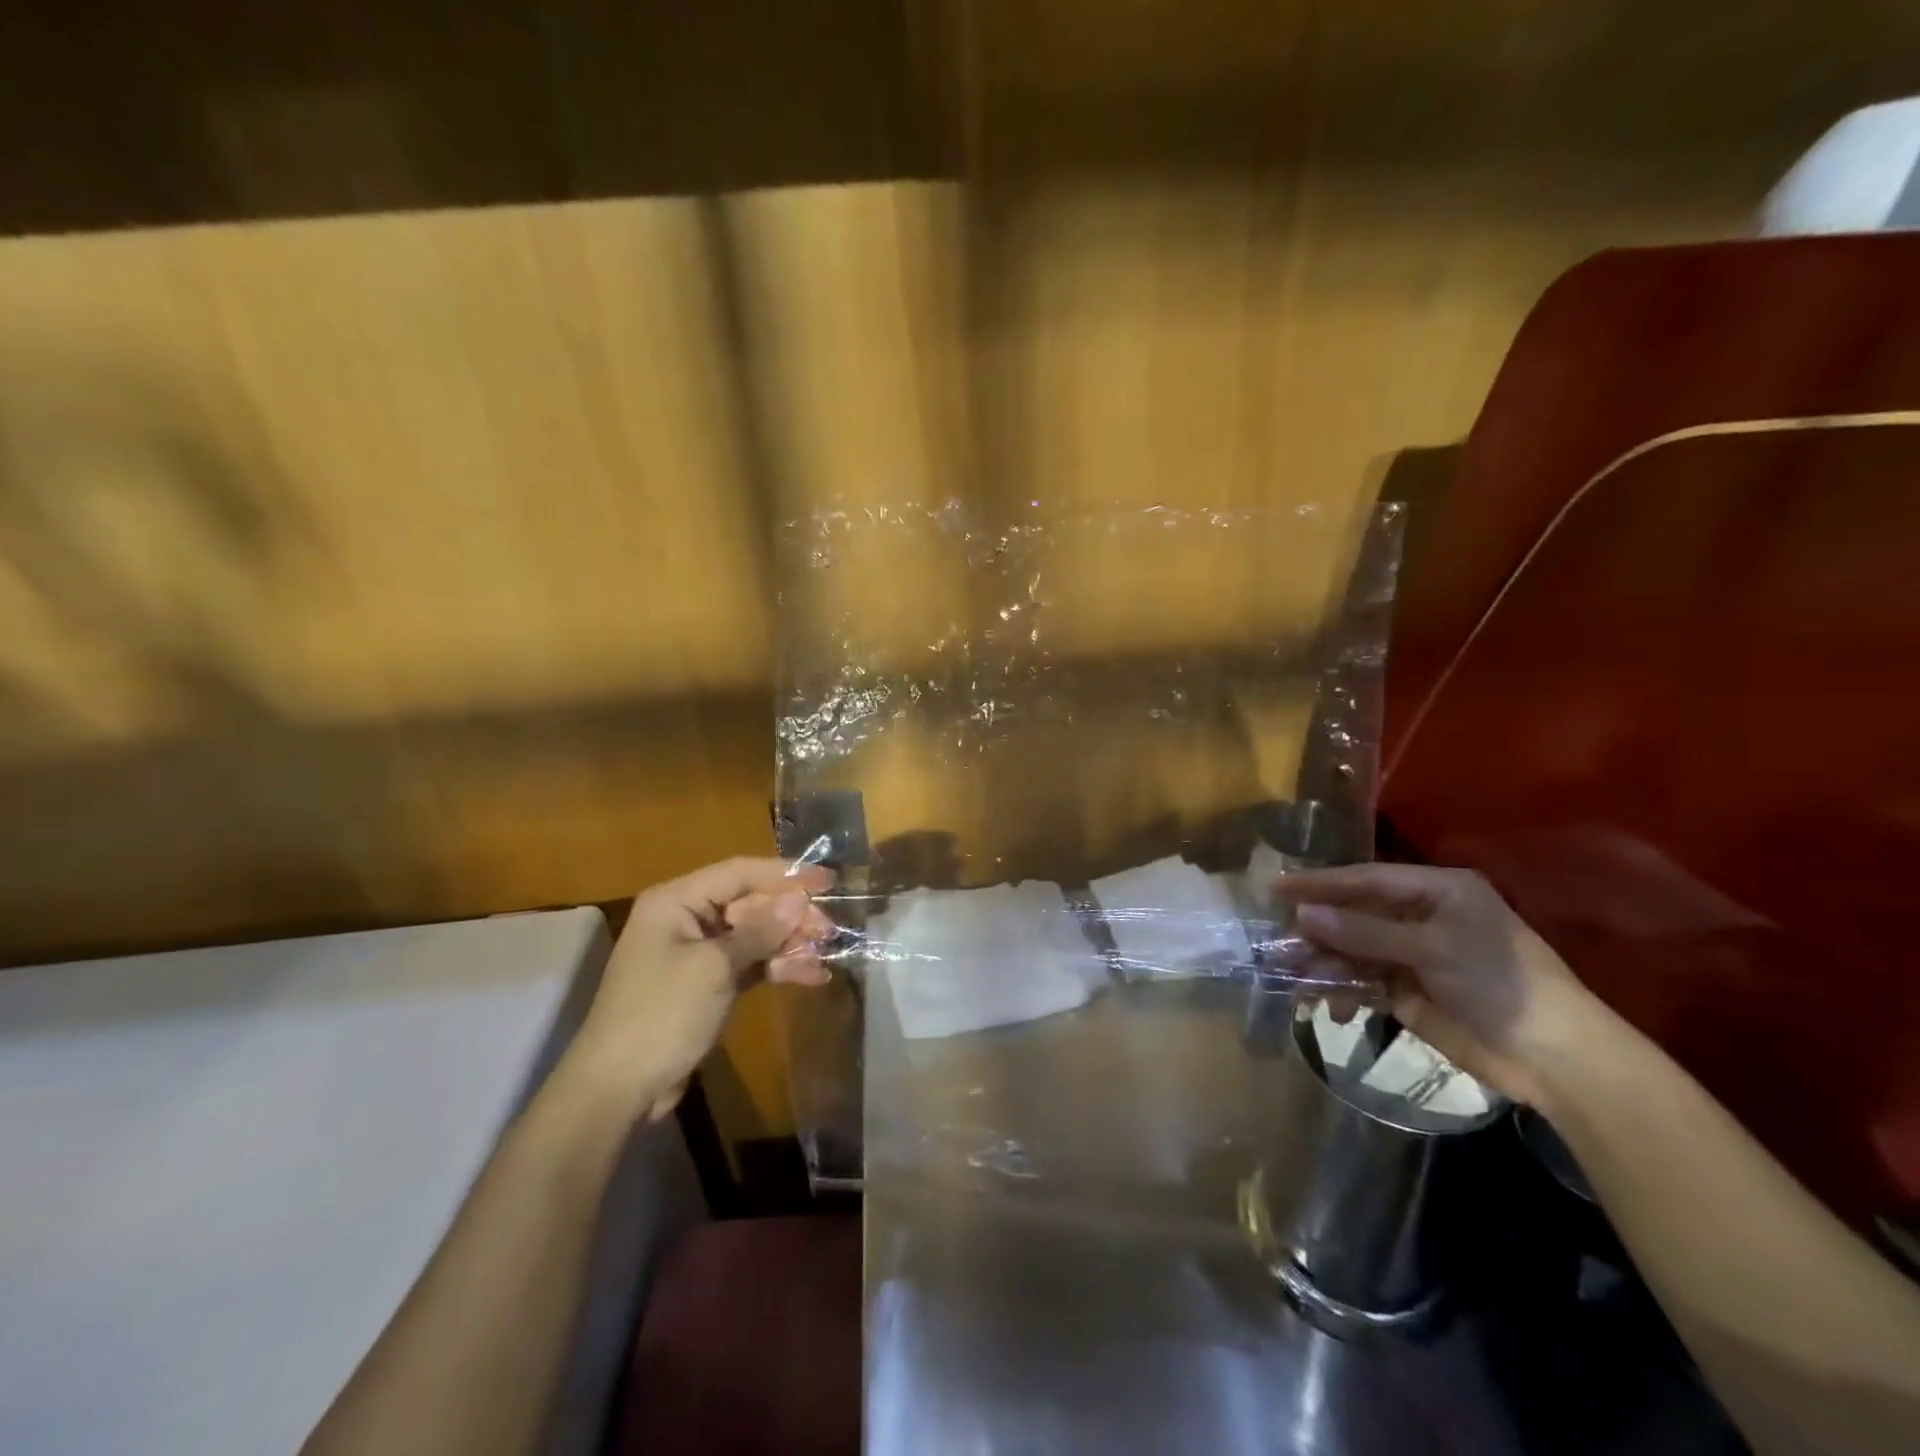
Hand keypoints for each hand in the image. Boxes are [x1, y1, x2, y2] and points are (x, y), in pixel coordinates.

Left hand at [567, 857, 834, 1121]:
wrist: (617, 1089)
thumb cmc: (661, 1014)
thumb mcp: (714, 968)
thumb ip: (760, 931)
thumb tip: (799, 899)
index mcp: (677, 901)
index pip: (740, 872)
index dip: (786, 874)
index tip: (828, 879)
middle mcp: (687, 919)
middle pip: (751, 904)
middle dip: (792, 915)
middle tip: (831, 929)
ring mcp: (698, 953)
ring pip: (755, 935)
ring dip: (791, 943)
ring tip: (828, 953)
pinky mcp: (709, 985)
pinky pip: (751, 964)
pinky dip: (779, 968)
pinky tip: (813, 975)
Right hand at [1273, 863, 1604, 1106]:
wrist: (1556, 1059)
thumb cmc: (1500, 983)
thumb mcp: (1433, 949)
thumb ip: (1364, 932)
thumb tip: (1302, 916)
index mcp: (1437, 891)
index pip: (1366, 879)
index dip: (1321, 883)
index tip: (1276, 886)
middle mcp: (1422, 917)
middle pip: (1355, 915)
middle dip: (1318, 928)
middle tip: (1277, 939)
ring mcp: (1414, 956)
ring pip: (1353, 950)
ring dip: (1324, 962)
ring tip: (1295, 976)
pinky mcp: (1409, 992)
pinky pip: (1363, 982)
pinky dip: (1342, 991)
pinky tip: (1329, 1006)